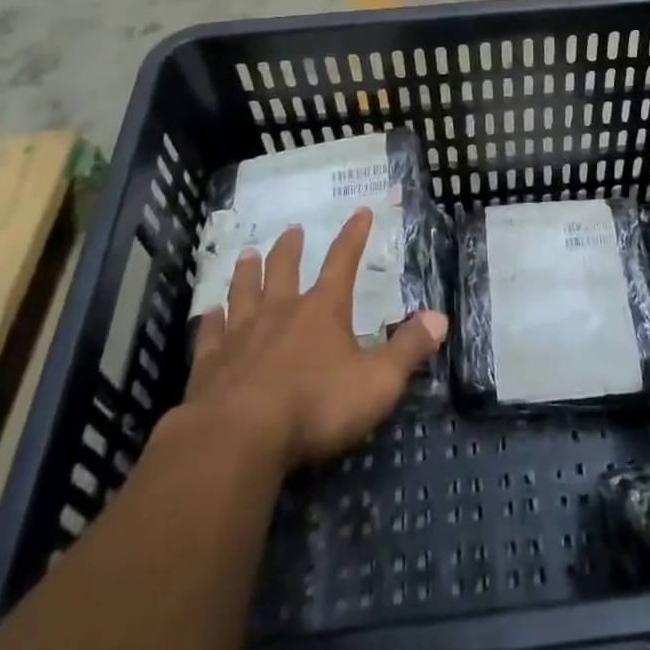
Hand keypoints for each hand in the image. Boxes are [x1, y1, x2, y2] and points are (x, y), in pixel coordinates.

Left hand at [182, 209, 448, 471]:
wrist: (239, 438)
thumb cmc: (316, 406)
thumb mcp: (378, 381)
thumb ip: (409, 349)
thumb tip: (441, 318)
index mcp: (323, 310)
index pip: (344, 261)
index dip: (354, 236)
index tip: (360, 211)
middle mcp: (281, 312)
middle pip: (284, 270)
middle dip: (290, 249)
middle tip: (292, 230)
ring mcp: (241, 336)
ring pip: (243, 293)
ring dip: (246, 273)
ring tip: (246, 255)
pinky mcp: (209, 365)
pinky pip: (210, 334)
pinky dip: (211, 321)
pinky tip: (208, 313)